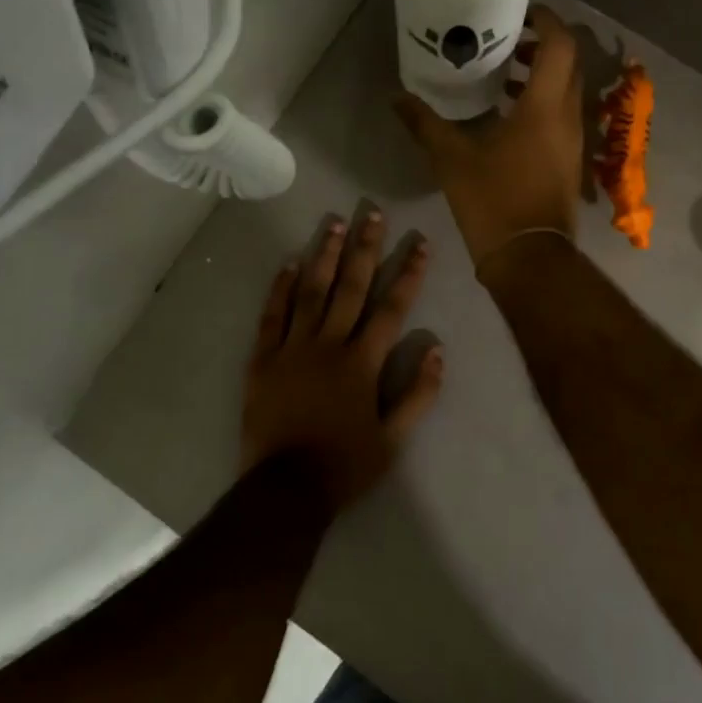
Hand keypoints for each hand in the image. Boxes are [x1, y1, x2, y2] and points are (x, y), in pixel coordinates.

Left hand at [241, 211, 442, 510]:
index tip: (420, 243)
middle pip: (351, 287)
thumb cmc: (344, 465)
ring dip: (324, 255)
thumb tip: (438, 350)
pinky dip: (280, 288)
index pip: (392, 308)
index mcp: (362, 362)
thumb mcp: (393, 439)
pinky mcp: (263, 359)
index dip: (409, 274)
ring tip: (334, 223)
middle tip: (372, 213)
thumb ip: (419, 394)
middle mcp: (329, 344)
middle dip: (365, 248)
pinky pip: (272, 316)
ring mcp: (293, 348)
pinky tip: (289, 262)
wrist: (285, 489)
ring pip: (311, 291)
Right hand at [393, 5, 583, 266]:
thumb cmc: (493, 201)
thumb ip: (424, 123)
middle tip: (506, 38)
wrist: (529, 257)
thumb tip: (396, 97)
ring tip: (505, 71)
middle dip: (542, 43)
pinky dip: (543, 99)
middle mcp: (567, 115)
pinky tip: (509, 112)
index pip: (559, 45)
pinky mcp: (569, 159)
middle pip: (568, 63)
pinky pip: (562, 113)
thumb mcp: (451, 159)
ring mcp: (573, 139)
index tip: (520, 12)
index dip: (545, 20)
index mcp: (545, 106)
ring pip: (567, 89)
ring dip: (543, 73)